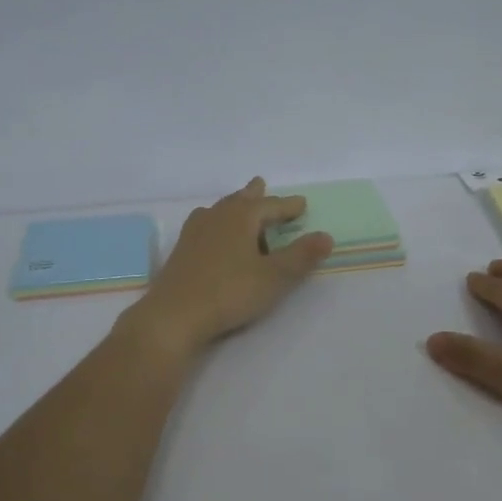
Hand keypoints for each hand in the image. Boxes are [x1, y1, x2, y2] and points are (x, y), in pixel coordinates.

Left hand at [125, 178, 333, 356]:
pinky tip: (212, 235)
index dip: (288, 206)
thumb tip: (326, 236)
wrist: (174, 315)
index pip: (270, 206)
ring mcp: (194, 233)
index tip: (302, 204)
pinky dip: (216, 224)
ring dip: (232, 207)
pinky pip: (205, 226)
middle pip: (239, 200)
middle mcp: (216, 217)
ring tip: (238, 206)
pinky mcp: (181, 251)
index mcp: (241, 217)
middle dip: (254, 195)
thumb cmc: (230, 292)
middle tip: (261, 185)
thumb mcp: (274, 277)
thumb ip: (301, 256)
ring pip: (218, 211)